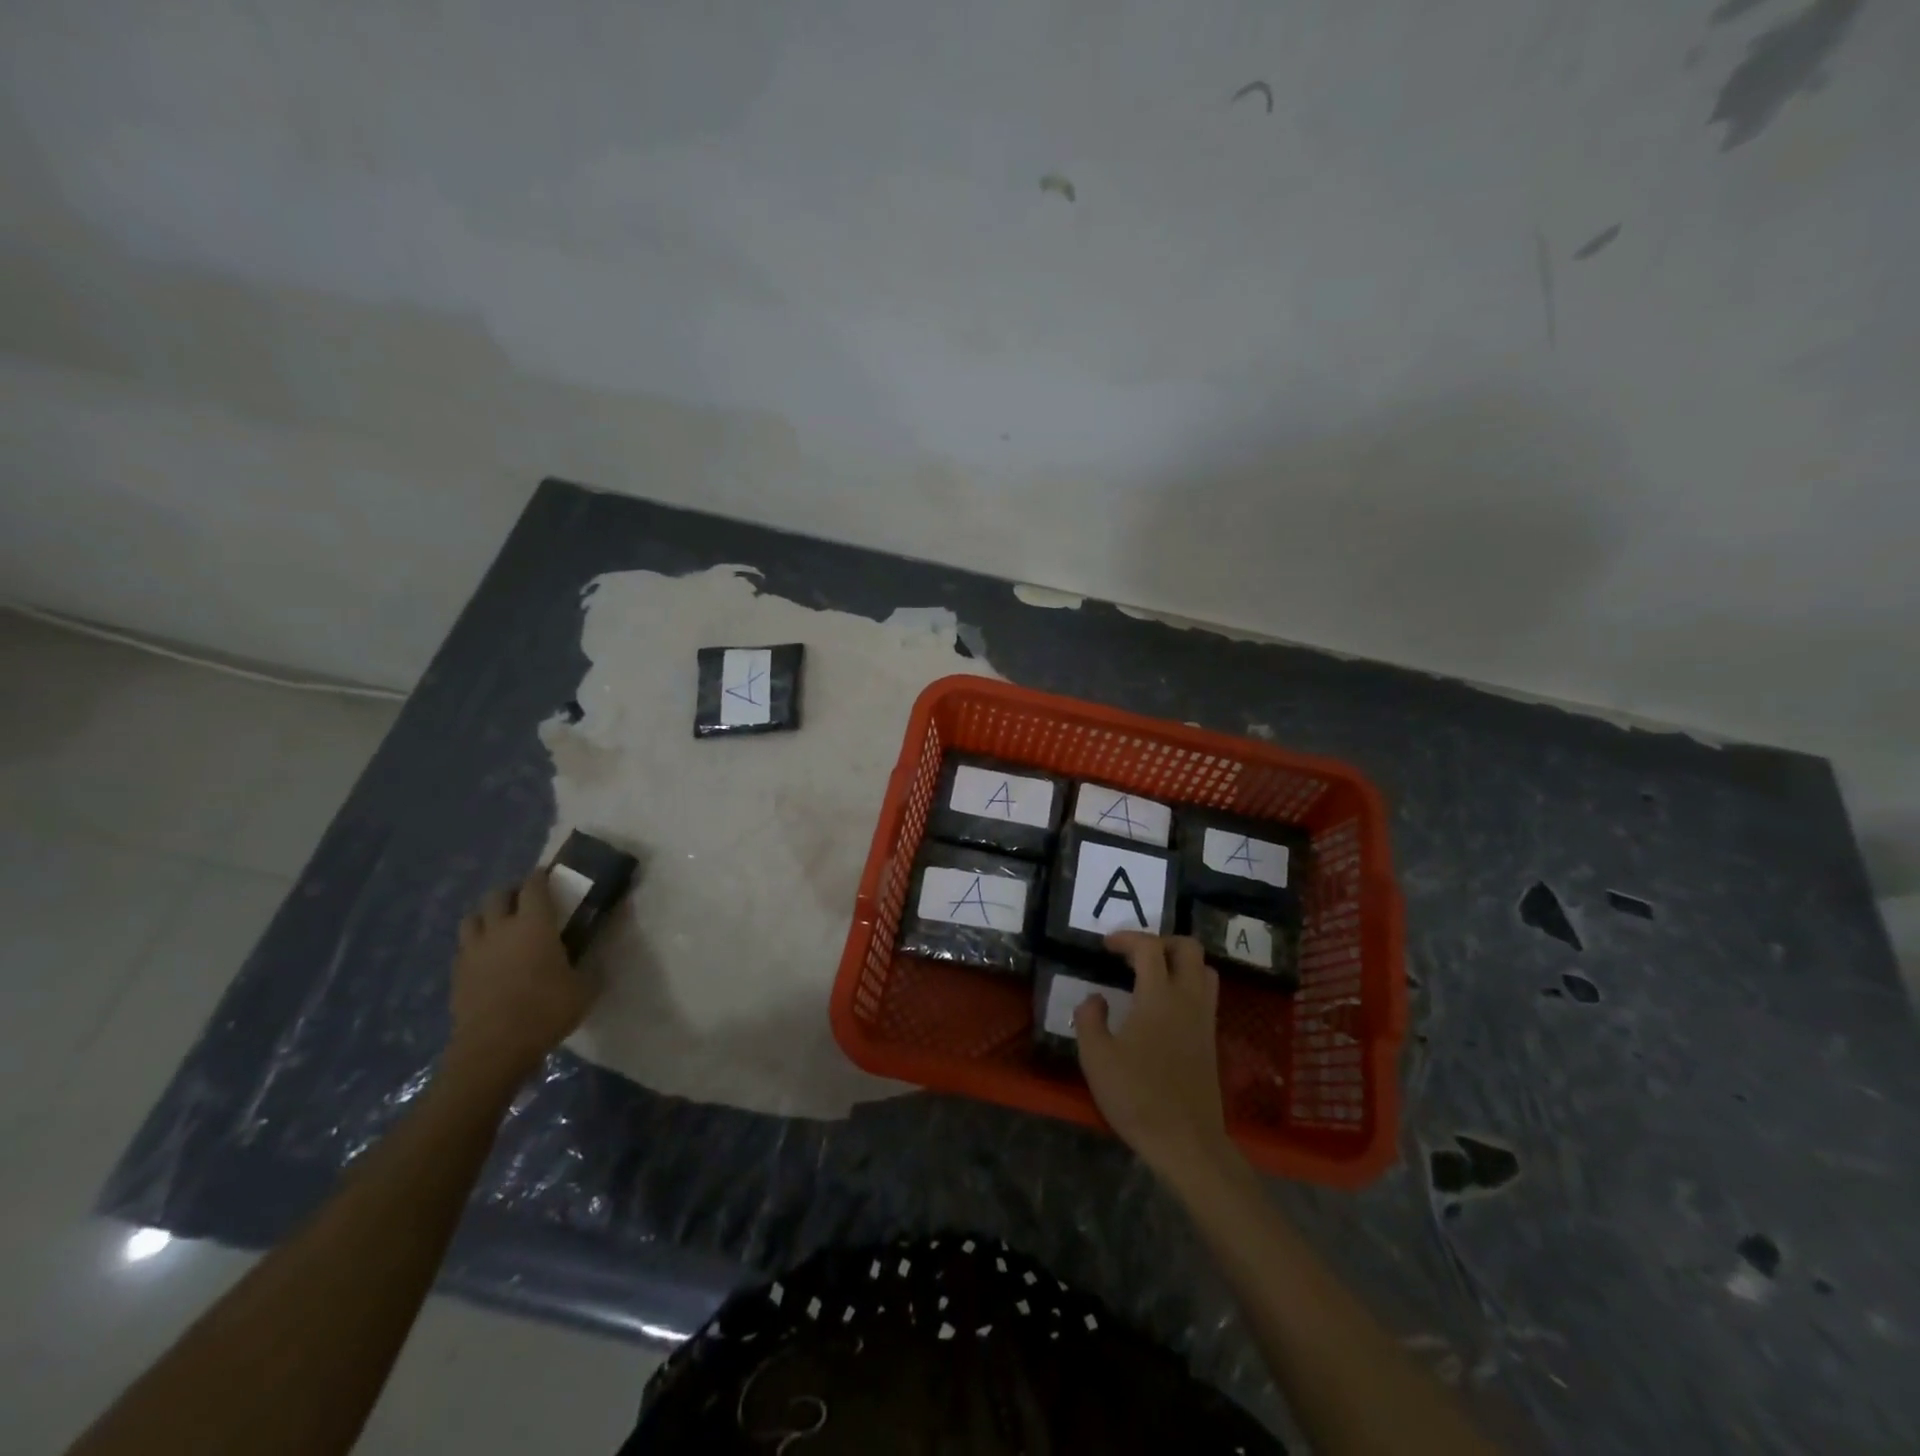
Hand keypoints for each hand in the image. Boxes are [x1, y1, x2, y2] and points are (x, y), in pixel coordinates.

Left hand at [445, 869, 597, 1090]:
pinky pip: (464, 948)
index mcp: (534, 924)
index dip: (541, 876)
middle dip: (510, 892)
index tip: (548, 874)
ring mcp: (473, 951)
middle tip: (524, 900)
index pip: (534, 886)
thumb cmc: (546, 1011)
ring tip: (500, 926)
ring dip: (486, 916)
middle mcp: (499, 929)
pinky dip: (475, 945)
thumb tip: (594, 957)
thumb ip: (589, 966)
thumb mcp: (585, 988)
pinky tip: (487, 959)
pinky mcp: (457, 975)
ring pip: (472, 918)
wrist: (493, 1049)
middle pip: (496, 895)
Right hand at [1075, 932, 1233, 1180]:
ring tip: (1152, 974)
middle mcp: (1188, 999)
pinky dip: (1187, 984)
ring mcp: (1204, 1019)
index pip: (1149, 947)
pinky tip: (1163, 1005)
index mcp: (1159, 997)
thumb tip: (1096, 997)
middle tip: (1134, 954)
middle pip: (1188, 947)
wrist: (1186, 1142)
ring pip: (1204, 969)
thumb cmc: (1137, 1096)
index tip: (1105, 946)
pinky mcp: (1211, 1040)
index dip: (1126, 938)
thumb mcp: (1096, 1057)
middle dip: (1161, 940)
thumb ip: (1089, 1018)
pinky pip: (1206, 994)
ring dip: (1179, 961)